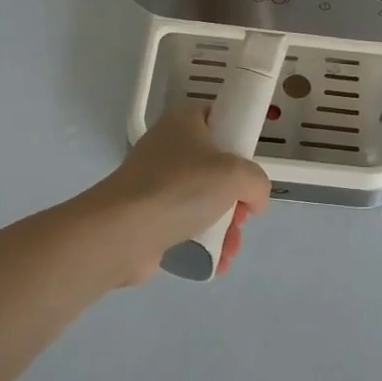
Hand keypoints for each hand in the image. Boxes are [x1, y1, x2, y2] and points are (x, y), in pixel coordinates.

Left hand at [86, 104, 271, 284]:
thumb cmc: (181, 187)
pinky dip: (204, 241)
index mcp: (185, 121)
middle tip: (243, 215)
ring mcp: (156, 181)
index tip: (250, 168)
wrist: (123, 231)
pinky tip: (217, 262)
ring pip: (205, 199)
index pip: (220, 118)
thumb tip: (254, 200)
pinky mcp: (149, 213)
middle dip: (237, 197)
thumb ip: (257, 182)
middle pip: (217, 166)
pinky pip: (187, 223)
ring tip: (231, 248)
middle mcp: (169, 146)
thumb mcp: (236, 174)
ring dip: (226, 225)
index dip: (240, 141)